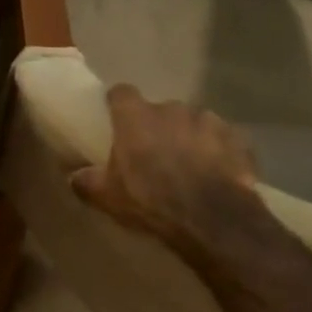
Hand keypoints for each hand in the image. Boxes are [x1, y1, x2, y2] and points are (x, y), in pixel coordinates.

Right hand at [70, 85, 261, 249]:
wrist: (212, 219)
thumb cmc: (150, 200)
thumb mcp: (108, 197)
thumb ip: (87, 182)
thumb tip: (74, 177)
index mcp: (136, 117)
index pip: (121, 93)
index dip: (119, 104)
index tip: (117, 117)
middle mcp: (171, 109)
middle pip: (160, 110)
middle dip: (158, 125)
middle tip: (155, 152)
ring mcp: (208, 121)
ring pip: (194, 122)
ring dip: (190, 136)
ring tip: (190, 163)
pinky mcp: (237, 139)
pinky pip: (224, 140)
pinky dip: (219, 151)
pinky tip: (218, 173)